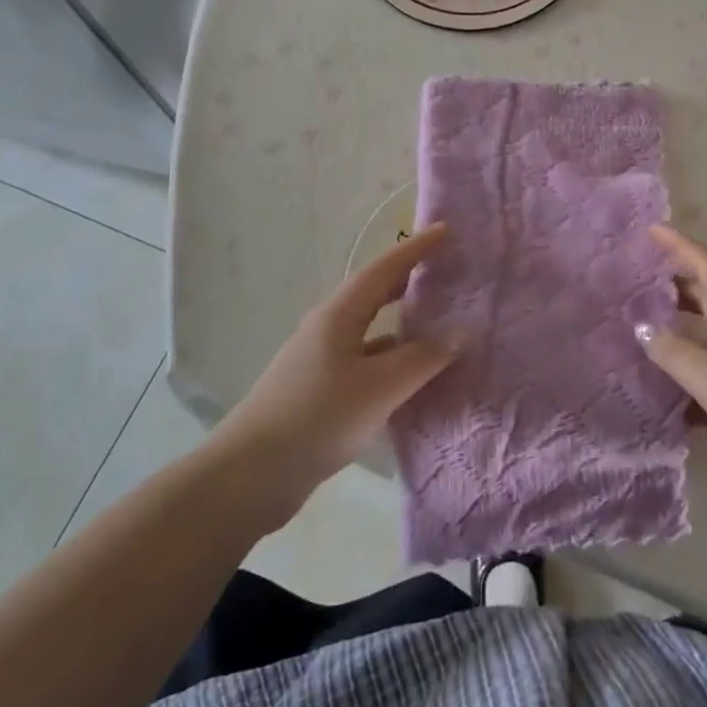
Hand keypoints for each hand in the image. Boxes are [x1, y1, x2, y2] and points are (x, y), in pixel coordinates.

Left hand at [213, 224, 453, 521]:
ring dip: (402, 320)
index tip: (446, 231)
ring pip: (371, 329)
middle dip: (409, 278)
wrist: (250, 474)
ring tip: (438, 321)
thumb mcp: (380, 387)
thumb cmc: (318, 417)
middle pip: (375, 292)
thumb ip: (422, 359)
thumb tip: (456, 335)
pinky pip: (366, 360)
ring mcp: (322, 359)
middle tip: (445, 271)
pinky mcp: (320, 389)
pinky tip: (411, 377)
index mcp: (340, 314)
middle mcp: (329, 327)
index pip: (385, 268)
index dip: (416, 248)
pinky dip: (392, 357)